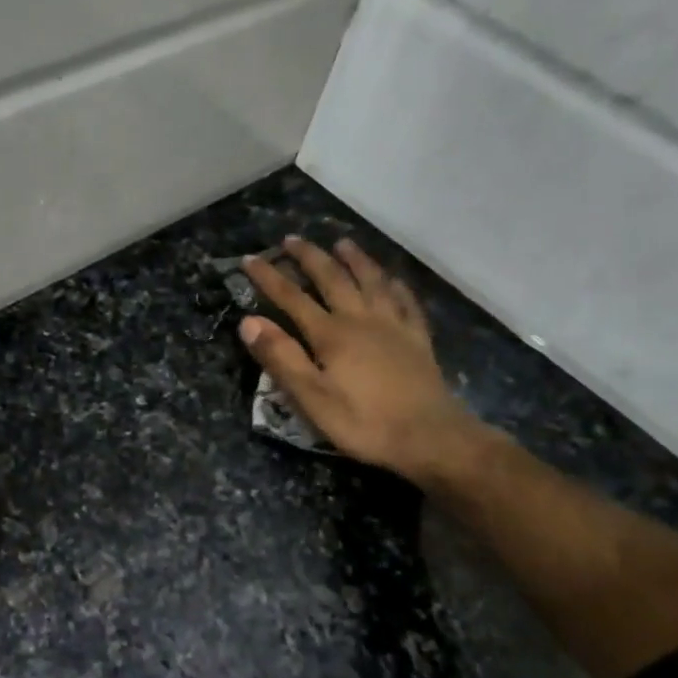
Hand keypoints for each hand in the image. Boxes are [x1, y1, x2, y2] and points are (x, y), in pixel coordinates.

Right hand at [239, 237, 487, 485]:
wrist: (429, 437)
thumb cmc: (363, 422)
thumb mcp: (311, 398)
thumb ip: (281, 358)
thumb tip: (249, 321)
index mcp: (331, 334)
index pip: (292, 298)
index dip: (269, 278)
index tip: (250, 259)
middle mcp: (361, 319)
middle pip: (333, 279)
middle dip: (309, 257)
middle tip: (291, 239)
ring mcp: (394, 326)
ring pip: (372, 281)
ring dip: (354, 259)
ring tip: (342, 243)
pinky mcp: (417, 339)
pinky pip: (406, 301)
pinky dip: (395, 284)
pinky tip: (392, 279)